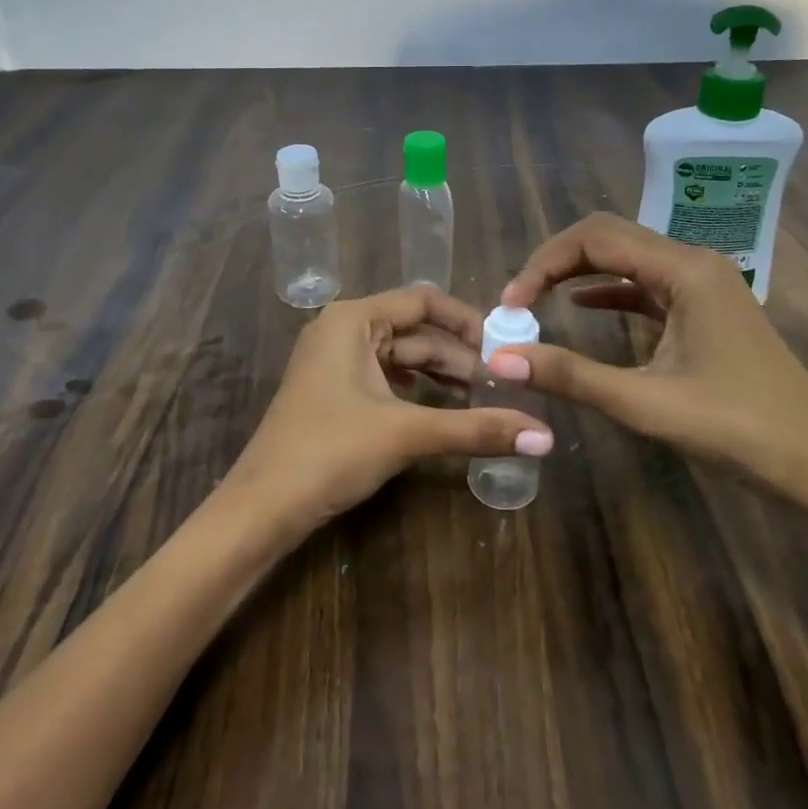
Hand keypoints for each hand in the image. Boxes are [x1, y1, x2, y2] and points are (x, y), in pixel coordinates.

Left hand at [229, 285, 554, 534]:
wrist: (261, 507)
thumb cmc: (329, 452)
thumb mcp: (406, 434)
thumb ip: (476, 429)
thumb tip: (546, 436)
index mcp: (352, 319)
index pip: (423, 301)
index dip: (468, 321)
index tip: (505, 348)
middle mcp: (342, 330)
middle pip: (415, 331)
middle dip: (459, 357)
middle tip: (503, 385)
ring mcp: (334, 362)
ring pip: (401, 358)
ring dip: (441, 376)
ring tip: (483, 400)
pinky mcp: (334, 392)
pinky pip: (385, 379)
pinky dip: (417, 392)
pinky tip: (443, 411)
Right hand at [492, 213, 807, 512]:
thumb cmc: (738, 430)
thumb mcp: (646, 403)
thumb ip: (571, 375)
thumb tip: (499, 359)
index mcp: (685, 270)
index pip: (595, 238)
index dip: (544, 262)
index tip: (510, 304)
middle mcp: (695, 263)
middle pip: (611, 238)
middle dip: (557, 262)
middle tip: (518, 300)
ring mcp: (705, 285)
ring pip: (628, 259)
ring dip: (580, 273)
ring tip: (537, 301)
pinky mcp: (707, 310)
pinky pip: (647, 285)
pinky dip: (609, 290)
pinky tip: (581, 306)